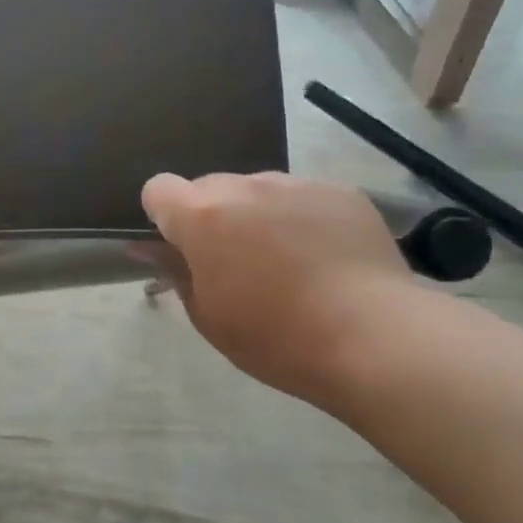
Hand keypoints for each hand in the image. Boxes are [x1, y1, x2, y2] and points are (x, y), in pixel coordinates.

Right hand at [141, 172, 411, 400]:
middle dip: (214, 217)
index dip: (163, 216)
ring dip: (259, 216)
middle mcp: (245, 185)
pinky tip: (328, 259)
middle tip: (237, 264)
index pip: (159, 189)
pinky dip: (304, 219)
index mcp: (203, 215)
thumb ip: (175, 272)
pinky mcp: (341, 191)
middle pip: (210, 187)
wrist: (374, 338)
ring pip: (259, 190)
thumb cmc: (276, 338)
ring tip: (291, 263)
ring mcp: (296, 183)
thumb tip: (149, 248)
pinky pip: (304, 197)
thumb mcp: (209, 316)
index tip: (182, 249)